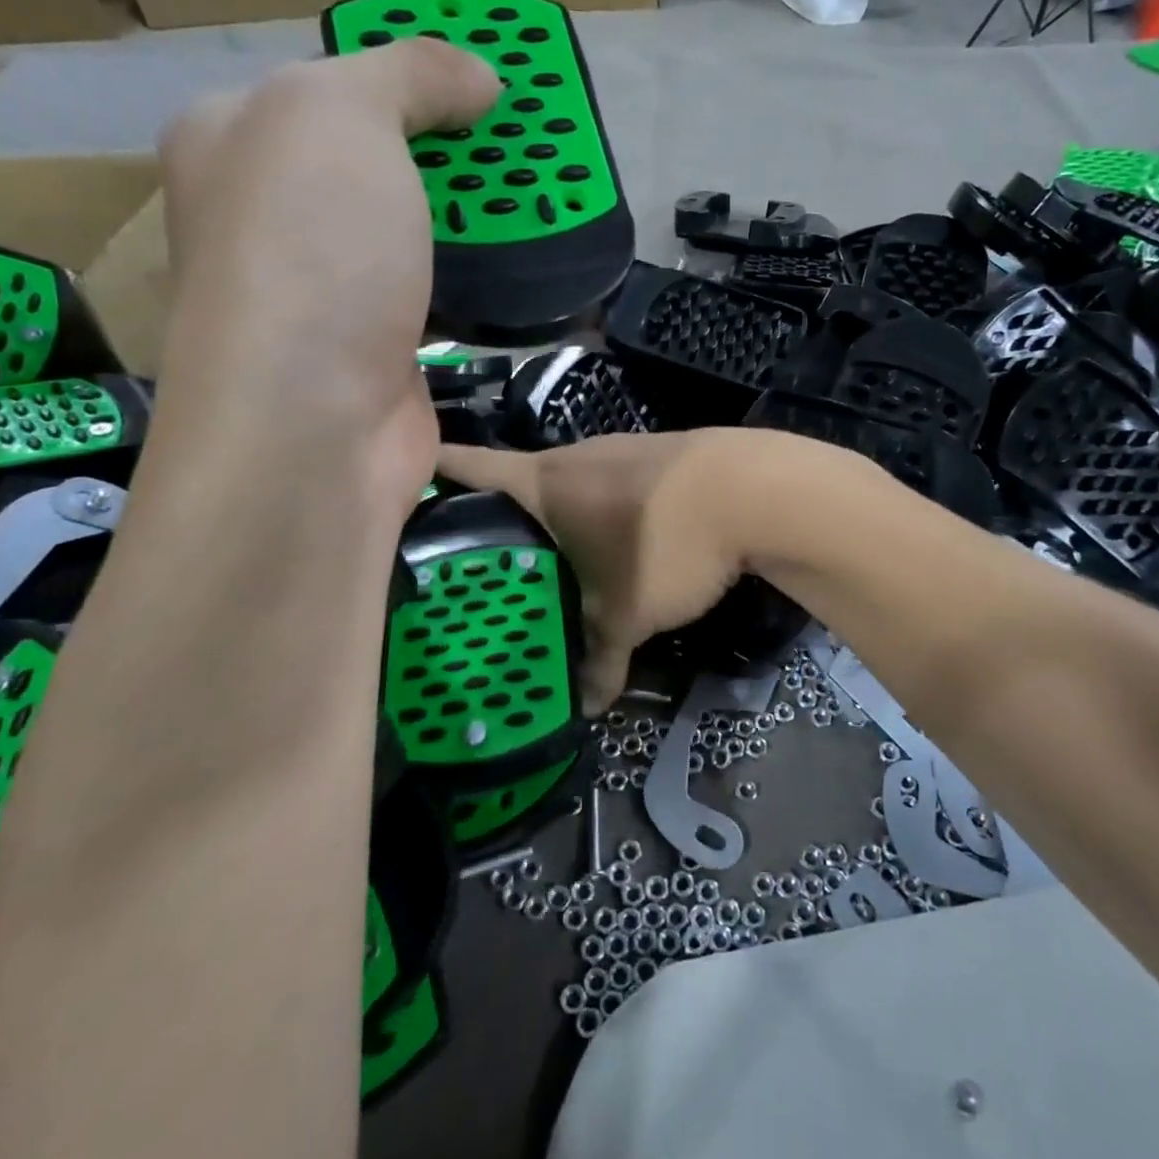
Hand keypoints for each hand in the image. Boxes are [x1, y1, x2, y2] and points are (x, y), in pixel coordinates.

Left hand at [154, 39, 498, 507]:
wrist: (313, 423)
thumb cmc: (311, 251)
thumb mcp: (344, 117)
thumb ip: (410, 74)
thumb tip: (479, 77)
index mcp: (236, 138)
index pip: (332, 83)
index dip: (409, 75)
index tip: (485, 86)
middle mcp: (271, 214)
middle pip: (378, 160)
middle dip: (454, 151)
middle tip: (526, 146)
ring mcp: (327, 289)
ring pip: (412, 232)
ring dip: (473, 220)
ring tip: (543, 202)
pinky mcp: (379, 348)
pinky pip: (437, 295)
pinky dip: (479, 282)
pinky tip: (527, 269)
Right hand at [436, 432, 754, 710]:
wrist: (754, 489)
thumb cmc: (665, 543)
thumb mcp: (628, 614)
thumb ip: (600, 660)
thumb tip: (587, 708)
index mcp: (545, 481)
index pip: (471, 467)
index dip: (436, 472)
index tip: (403, 479)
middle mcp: (574, 455)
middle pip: (518, 482)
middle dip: (498, 517)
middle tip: (476, 563)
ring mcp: (618, 449)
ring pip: (569, 485)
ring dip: (556, 517)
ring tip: (546, 563)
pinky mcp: (656, 457)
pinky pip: (609, 486)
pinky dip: (600, 512)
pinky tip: (613, 544)